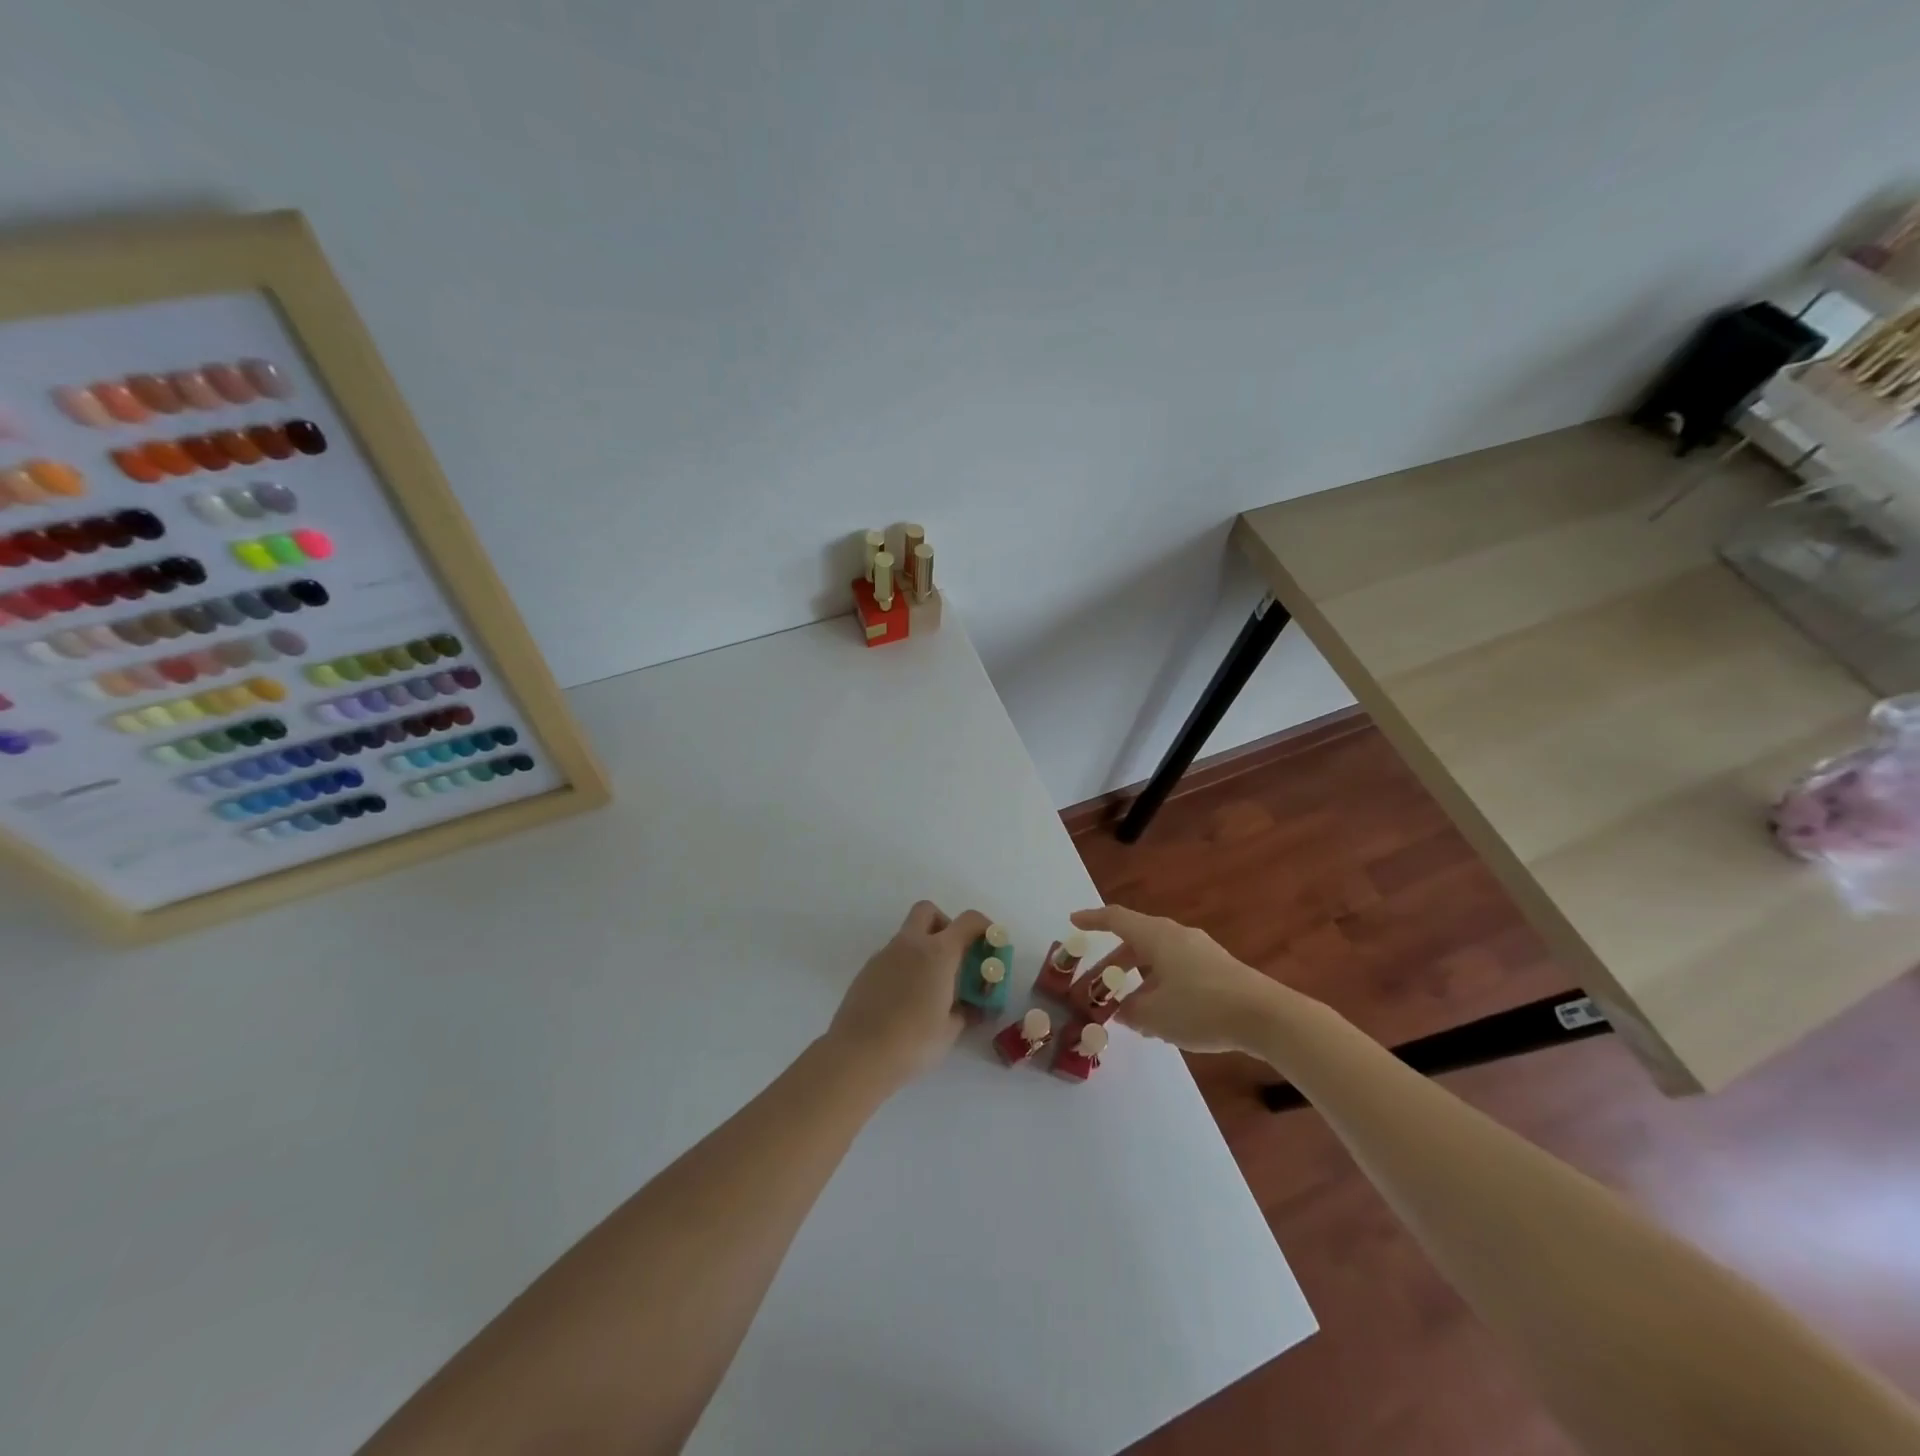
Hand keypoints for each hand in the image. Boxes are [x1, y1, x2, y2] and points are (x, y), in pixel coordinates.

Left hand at [828, 901, 989, 1086]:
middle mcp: (910, 944)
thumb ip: (965, 1011)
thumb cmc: (913, 1042)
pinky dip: (904, 966)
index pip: (968, 921)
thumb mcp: (950, 1030)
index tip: (990, 944)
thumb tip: (972, 1007)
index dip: (983, 926)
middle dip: (944, 924)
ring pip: (907, 935)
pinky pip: (892, 957)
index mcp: (938, 953)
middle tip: (953, 955)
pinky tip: (905, 999)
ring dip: (923, 948)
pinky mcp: (867, 971)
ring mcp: (884, 955)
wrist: (858, 1055)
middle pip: (928, 911)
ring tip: (930, 987)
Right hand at [1071, 904, 1284, 1053]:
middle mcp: (1176, 936)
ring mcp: (1200, 951)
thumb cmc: (1201, 1008)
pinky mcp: (1218, 969)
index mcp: (1156, 936)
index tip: (1073, 922)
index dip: (1092, 920)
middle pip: (1136, 941)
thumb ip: (1131, 1011)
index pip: (1116, 919)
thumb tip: (1123, 1010)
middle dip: (1112, 962)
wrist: (1266, 1016)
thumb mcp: (1156, 1015)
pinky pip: (1177, 969)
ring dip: (1137, 978)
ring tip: (1128, 1007)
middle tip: (1095, 984)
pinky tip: (1162, 1013)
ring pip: (1157, 958)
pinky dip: (1159, 984)